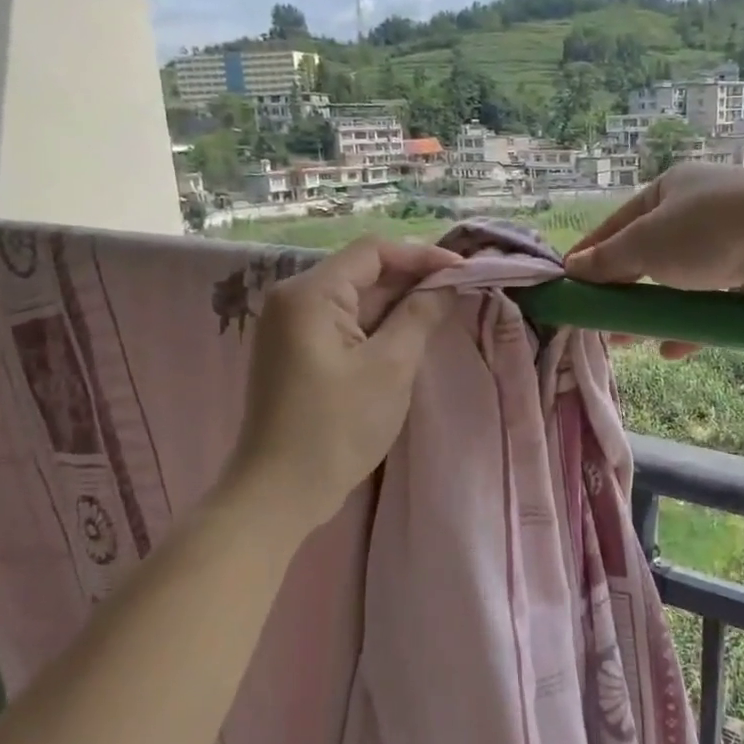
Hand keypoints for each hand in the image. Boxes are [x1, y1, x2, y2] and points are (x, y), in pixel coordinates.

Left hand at [223, 238, 461, 531]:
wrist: (279, 492)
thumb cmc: (336, 427)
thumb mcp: (390, 367)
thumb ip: (420, 316)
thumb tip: (447, 284)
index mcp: (310, 294)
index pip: (373, 252)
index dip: (422, 256)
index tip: (464, 272)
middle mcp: (293, 300)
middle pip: (362, 273)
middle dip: (412, 280)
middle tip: (460, 293)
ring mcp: (291, 327)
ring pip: (355, 300)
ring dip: (398, 304)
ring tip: (443, 313)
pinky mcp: (296, 353)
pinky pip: (344, 325)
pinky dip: (378, 326)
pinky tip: (409, 337)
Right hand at [564, 165, 743, 352]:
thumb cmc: (709, 231)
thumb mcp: (646, 242)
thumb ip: (609, 259)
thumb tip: (574, 267)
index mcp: (672, 189)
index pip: (619, 222)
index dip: (592, 252)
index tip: (570, 281)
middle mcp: (701, 209)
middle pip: (650, 254)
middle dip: (623, 289)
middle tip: (601, 319)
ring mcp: (732, 242)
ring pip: (681, 283)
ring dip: (655, 311)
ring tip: (629, 341)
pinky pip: (712, 303)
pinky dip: (690, 324)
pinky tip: (672, 348)